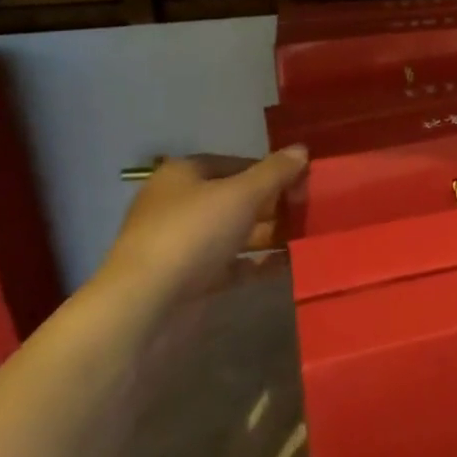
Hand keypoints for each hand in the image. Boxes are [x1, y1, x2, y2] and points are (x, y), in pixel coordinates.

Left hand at [97, 147, 308, 303]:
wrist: (146, 306)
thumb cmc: (192, 235)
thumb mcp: (241, 195)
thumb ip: (275, 172)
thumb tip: (302, 150)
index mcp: (183, 175)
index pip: (234, 162)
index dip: (269, 169)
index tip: (302, 180)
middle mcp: (180, 205)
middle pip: (236, 198)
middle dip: (273, 203)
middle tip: (310, 208)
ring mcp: (184, 244)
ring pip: (236, 232)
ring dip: (270, 233)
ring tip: (308, 235)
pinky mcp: (191, 279)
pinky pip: (233, 264)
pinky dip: (259, 262)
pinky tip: (290, 262)